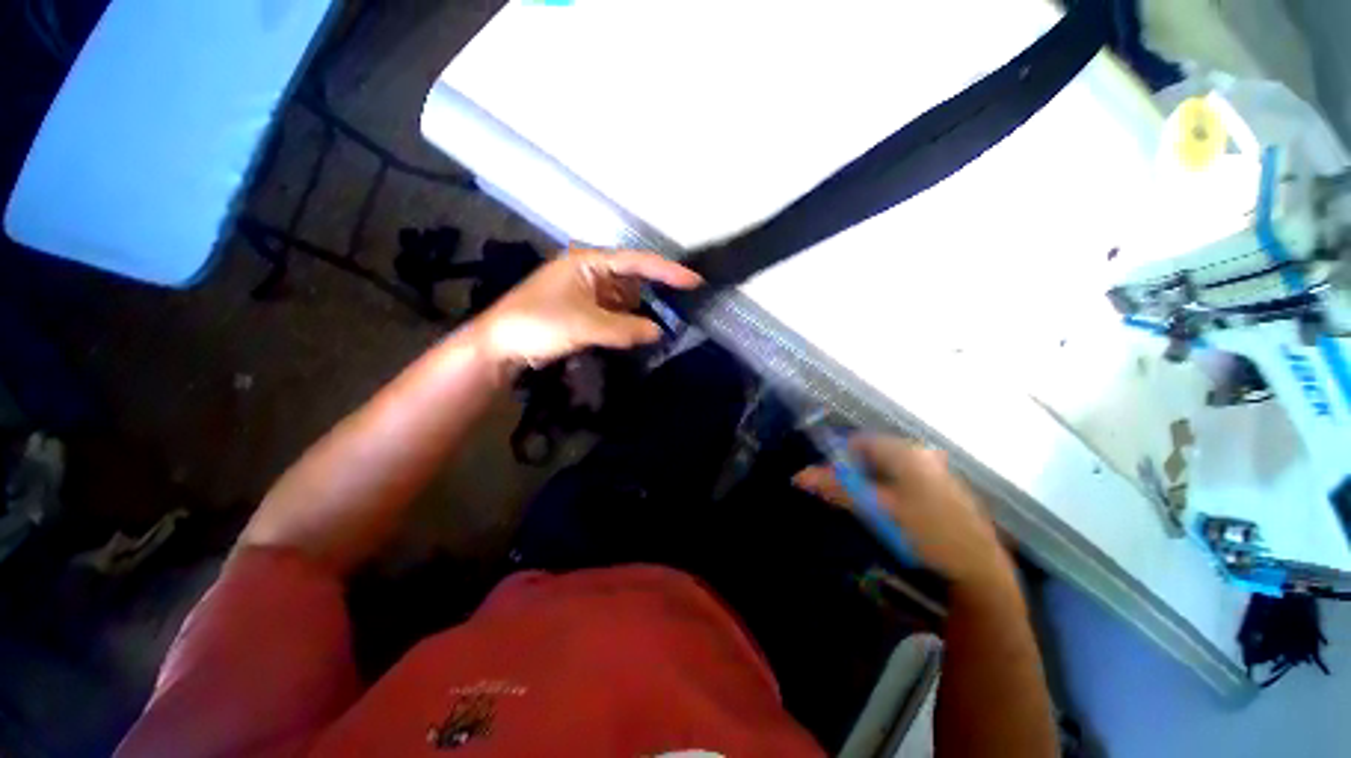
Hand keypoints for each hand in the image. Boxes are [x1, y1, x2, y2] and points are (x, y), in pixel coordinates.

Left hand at [474, 247, 701, 368]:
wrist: (498, 347)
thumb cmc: (537, 324)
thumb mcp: (584, 325)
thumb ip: (625, 328)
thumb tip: (659, 331)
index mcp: (589, 262)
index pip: (636, 262)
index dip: (667, 271)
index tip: (695, 281)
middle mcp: (590, 273)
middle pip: (633, 281)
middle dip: (655, 296)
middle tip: (682, 310)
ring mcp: (586, 292)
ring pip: (625, 300)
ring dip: (640, 313)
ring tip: (665, 327)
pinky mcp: (583, 311)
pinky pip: (614, 313)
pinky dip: (627, 323)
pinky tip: (639, 334)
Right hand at [794, 435, 1010, 586]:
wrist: (979, 570)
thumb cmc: (925, 533)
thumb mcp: (877, 510)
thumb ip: (837, 489)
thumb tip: (799, 475)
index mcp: (907, 452)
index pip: (859, 441)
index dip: (840, 459)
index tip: (832, 483)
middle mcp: (922, 454)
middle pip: (873, 455)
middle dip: (856, 474)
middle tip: (850, 501)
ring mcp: (935, 471)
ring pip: (888, 469)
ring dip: (872, 485)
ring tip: (870, 511)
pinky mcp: (943, 489)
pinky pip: (904, 480)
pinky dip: (890, 492)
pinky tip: (894, 516)